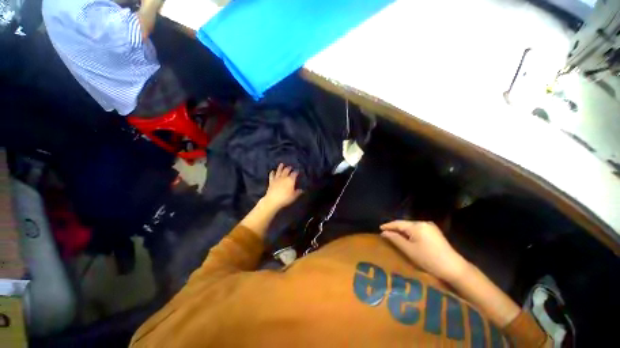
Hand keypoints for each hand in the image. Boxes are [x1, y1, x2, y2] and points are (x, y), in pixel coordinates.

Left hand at [262, 164, 302, 209]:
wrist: (273, 200)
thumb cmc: (285, 198)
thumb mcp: (294, 196)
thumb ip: (298, 192)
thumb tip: (302, 190)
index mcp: (290, 180)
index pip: (294, 174)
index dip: (296, 172)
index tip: (298, 171)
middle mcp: (284, 177)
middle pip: (286, 170)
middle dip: (289, 168)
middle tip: (290, 167)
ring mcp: (277, 179)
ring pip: (279, 171)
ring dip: (280, 167)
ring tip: (282, 164)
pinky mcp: (271, 181)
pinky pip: (271, 175)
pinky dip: (272, 173)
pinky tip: (272, 171)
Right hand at [380, 220, 468, 282]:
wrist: (454, 268)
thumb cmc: (429, 259)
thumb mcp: (409, 250)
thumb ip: (395, 239)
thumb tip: (384, 232)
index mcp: (416, 226)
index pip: (398, 223)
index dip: (388, 225)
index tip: (379, 228)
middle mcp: (423, 222)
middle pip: (405, 224)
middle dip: (395, 227)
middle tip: (385, 232)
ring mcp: (430, 227)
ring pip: (411, 226)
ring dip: (403, 230)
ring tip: (394, 234)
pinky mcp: (434, 232)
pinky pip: (418, 229)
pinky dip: (410, 232)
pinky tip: (407, 237)